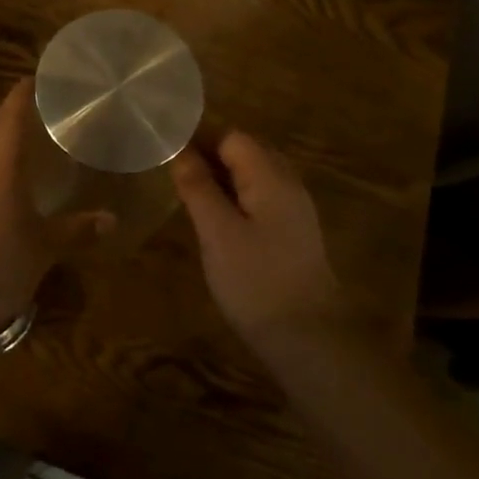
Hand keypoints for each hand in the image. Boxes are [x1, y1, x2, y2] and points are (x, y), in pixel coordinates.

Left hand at [0, 79, 111, 330]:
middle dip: (14, 116)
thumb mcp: (43, 248)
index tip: (37, 77)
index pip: (10, 116)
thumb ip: (75, 229)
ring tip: (28, 145)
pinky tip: (6, 187)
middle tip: (41, 109)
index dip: (22, 93)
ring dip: (2, 144)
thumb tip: (110, 218)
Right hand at [171, 133, 347, 350]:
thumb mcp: (217, 231)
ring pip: (253, 177)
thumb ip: (197, 186)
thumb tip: (179, 149)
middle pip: (245, 152)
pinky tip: (218, 223)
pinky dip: (236, 201)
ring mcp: (294, 210)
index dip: (199, 140)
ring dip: (222, 180)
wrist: (310, 341)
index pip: (232, 136)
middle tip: (175, 178)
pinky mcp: (294, 234)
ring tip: (190, 198)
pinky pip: (261, 199)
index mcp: (270, 176)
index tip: (168, 157)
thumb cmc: (256, 281)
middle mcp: (287, 183)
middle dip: (210, 158)